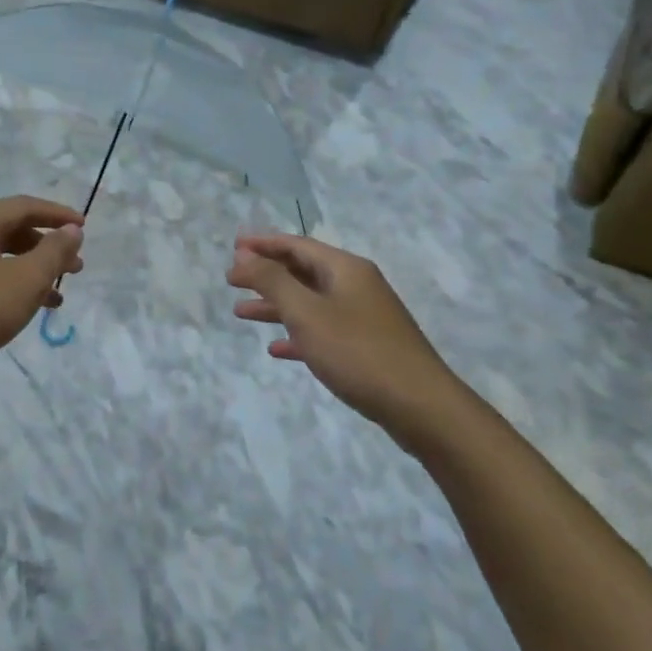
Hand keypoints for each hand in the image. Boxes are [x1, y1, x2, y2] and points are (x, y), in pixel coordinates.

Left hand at [0, 197, 84, 389]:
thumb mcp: (25, 280)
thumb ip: (54, 252)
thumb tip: (72, 230)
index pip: (25, 206)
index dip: (58, 215)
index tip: (84, 229)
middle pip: (12, 229)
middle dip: (47, 246)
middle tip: (75, 267)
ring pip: (0, 256)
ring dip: (32, 270)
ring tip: (57, 295)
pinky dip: (11, 285)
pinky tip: (25, 309)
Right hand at [228, 234, 466, 448]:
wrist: (419, 406)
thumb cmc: (357, 352)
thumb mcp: (306, 313)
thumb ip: (272, 281)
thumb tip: (244, 255)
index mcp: (345, 269)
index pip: (297, 245)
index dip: (263, 244)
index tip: (232, 247)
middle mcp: (356, 286)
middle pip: (303, 271)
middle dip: (266, 274)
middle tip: (231, 279)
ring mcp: (362, 317)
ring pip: (309, 302)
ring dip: (275, 305)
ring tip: (240, 312)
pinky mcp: (365, 347)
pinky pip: (322, 331)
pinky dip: (296, 334)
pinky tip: (276, 349)